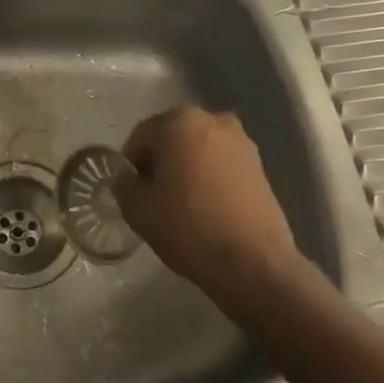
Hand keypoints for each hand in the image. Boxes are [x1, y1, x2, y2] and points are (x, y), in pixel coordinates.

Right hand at [114, 107, 298, 298]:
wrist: (254, 262)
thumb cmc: (189, 227)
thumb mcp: (139, 210)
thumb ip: (124, 186)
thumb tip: (126, 178)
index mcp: (180, 122)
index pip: (141, 136)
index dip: (129, 164)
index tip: (129, 190)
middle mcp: (213, 120)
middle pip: (172, 138)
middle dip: (159, 162)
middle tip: (152, 196)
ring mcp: (241, 141)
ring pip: (198, 150)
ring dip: (185, 168)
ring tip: (180, 203)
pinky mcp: (259, 165)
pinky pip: (221, 164)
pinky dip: (209, 177)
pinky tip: (205, 207)